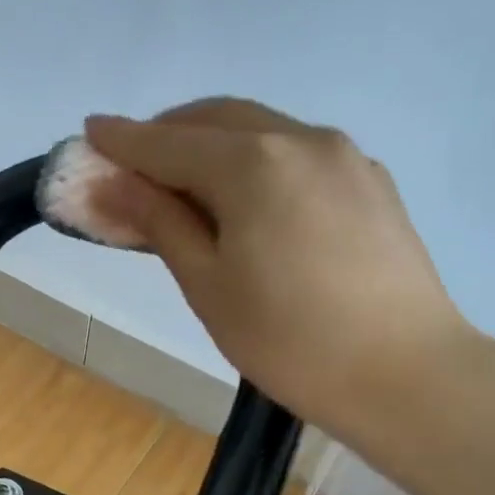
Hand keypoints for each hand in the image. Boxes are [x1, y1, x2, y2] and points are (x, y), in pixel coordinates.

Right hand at [83, 97, 476, 445]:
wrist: (406, 375)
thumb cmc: (288, 340)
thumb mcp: (207, 285)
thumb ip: (158, 222)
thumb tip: (110, 184)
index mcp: (253, 164)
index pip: (169, 142)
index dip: (124, 140)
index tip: (89, 131)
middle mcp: (301, 139)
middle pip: (218, 119)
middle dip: (169, 133)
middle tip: (134, 165)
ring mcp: (345, 156)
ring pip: (262, 131)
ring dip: (214, 144)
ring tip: (186, 185)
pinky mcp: (371, 181)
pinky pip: (297, 153)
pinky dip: (257, 161)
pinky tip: (249, 200)